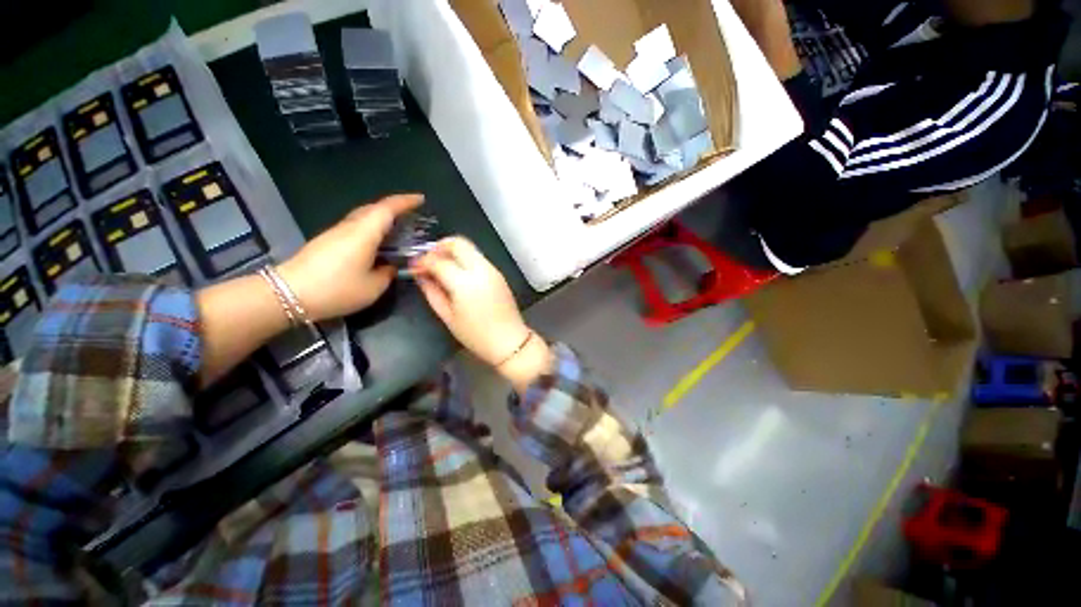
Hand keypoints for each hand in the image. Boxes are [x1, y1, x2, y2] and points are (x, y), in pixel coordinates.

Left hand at [277, 194, 422, 321]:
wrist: (288, 294)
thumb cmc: (337, 289)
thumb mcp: (373, 287)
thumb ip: (388, 273)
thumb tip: (391, 266)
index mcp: (364, 233)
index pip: (387, 209)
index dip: (405, 201)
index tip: (421, 199)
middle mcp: (349, 227)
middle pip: (373, 209)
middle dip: (394, 208)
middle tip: (411, 215)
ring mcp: (335, 233)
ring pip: (363, 217)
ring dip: (381, 218)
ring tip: (397, 230)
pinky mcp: (326, 242)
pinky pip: (355, 228)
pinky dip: (370, 229)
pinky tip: (376, 244)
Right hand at [413, 237, 551, 390]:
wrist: (509, 341)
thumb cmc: (475, 334)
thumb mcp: (448, 316)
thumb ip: (432, 292)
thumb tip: (421, 275)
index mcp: (465, 283)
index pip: (438, 261)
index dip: (422, 261)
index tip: (414, 267)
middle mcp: (480, 270)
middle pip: (458, 243)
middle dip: (439, 247)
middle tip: (429, 260)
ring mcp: (492, 270)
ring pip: (470, 248)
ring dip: (453, 252)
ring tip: (441, 267)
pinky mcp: (499, 274)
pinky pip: (479, 258)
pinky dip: (465, 259)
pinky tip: (458, 274)